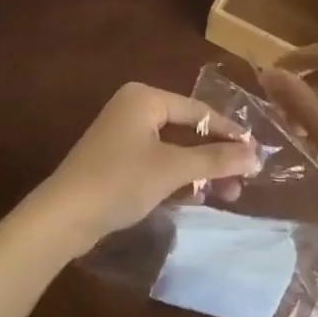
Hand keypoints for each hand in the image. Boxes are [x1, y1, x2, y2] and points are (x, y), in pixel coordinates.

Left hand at [35, 82, 261, 249]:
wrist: (62, 218)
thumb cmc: (119, 181)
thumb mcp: (172, 169)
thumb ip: (215, 160)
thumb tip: (256, 155)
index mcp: (145, 98)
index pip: (198, 110)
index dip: (229, 131)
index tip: (256, 151)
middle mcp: (134, 109)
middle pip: (187, 129)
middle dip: (216, 156)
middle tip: (244, 178)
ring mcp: (123, 136)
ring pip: (174, 149)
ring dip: (200, 171)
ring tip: (229, 194)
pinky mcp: (116, 162)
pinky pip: (158, 163)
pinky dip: (178, 178)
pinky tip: (198, 197)